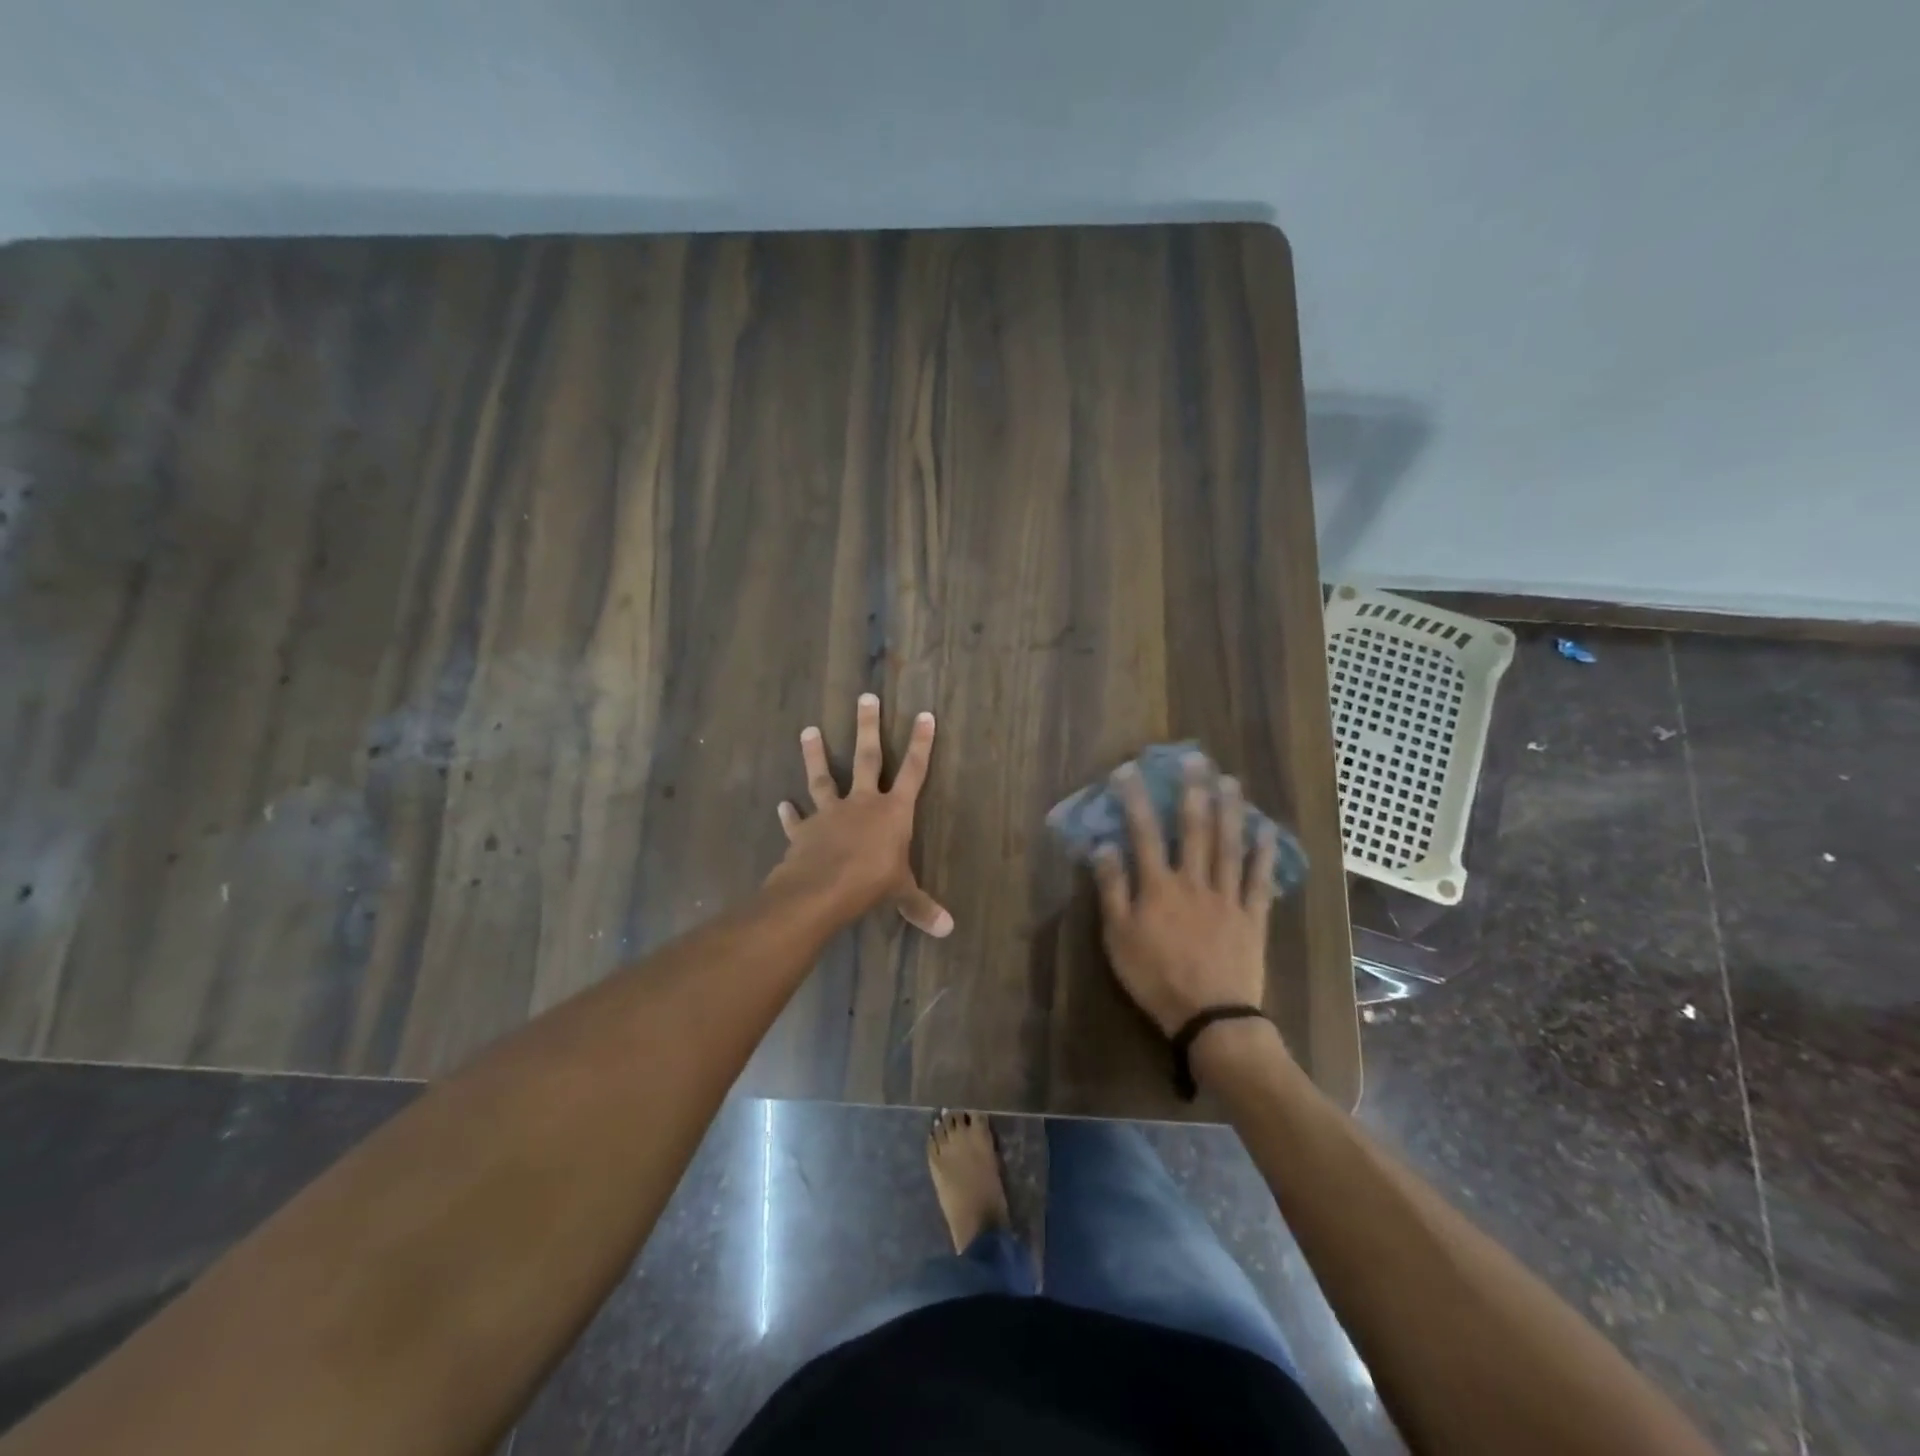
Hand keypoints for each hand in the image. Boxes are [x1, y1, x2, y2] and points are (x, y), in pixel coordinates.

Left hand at [767, 692, 953, 936]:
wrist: (821, 890)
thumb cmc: (871, 884)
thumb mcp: (901, 894)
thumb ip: (921, 907)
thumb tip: (948, 929)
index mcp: (893, 812)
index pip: (914, 772)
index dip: (921, 744)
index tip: (924, 715)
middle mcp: (863, 803)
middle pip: (868, 758)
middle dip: (868, 727)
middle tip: (866, 697)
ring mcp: (830, 812)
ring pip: (823, 776)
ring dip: (815, 754)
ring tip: (808, 730)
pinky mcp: (805, 829)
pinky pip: (797, 819)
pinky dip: (790, 813)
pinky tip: (782, 805)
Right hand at [1091, 753, 1278, 1036]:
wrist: (1210, 1016)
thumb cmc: (1155, 978)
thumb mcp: (1118, 938)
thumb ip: (1112, 890)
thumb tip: (1104, 847)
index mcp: (1158, 886)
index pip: (1144, 833)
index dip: (1136, 799)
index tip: (1129, 770)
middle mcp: (1194, 881)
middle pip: (1194, 829)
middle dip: (1192, 791)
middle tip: (1195, 759)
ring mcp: (1227, 896)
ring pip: (1229, 845)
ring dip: (1230, 810)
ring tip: (1230, 780)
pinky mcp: (1252, 916)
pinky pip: (1259, 879)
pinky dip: (1263, 853)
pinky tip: (1265, 830)